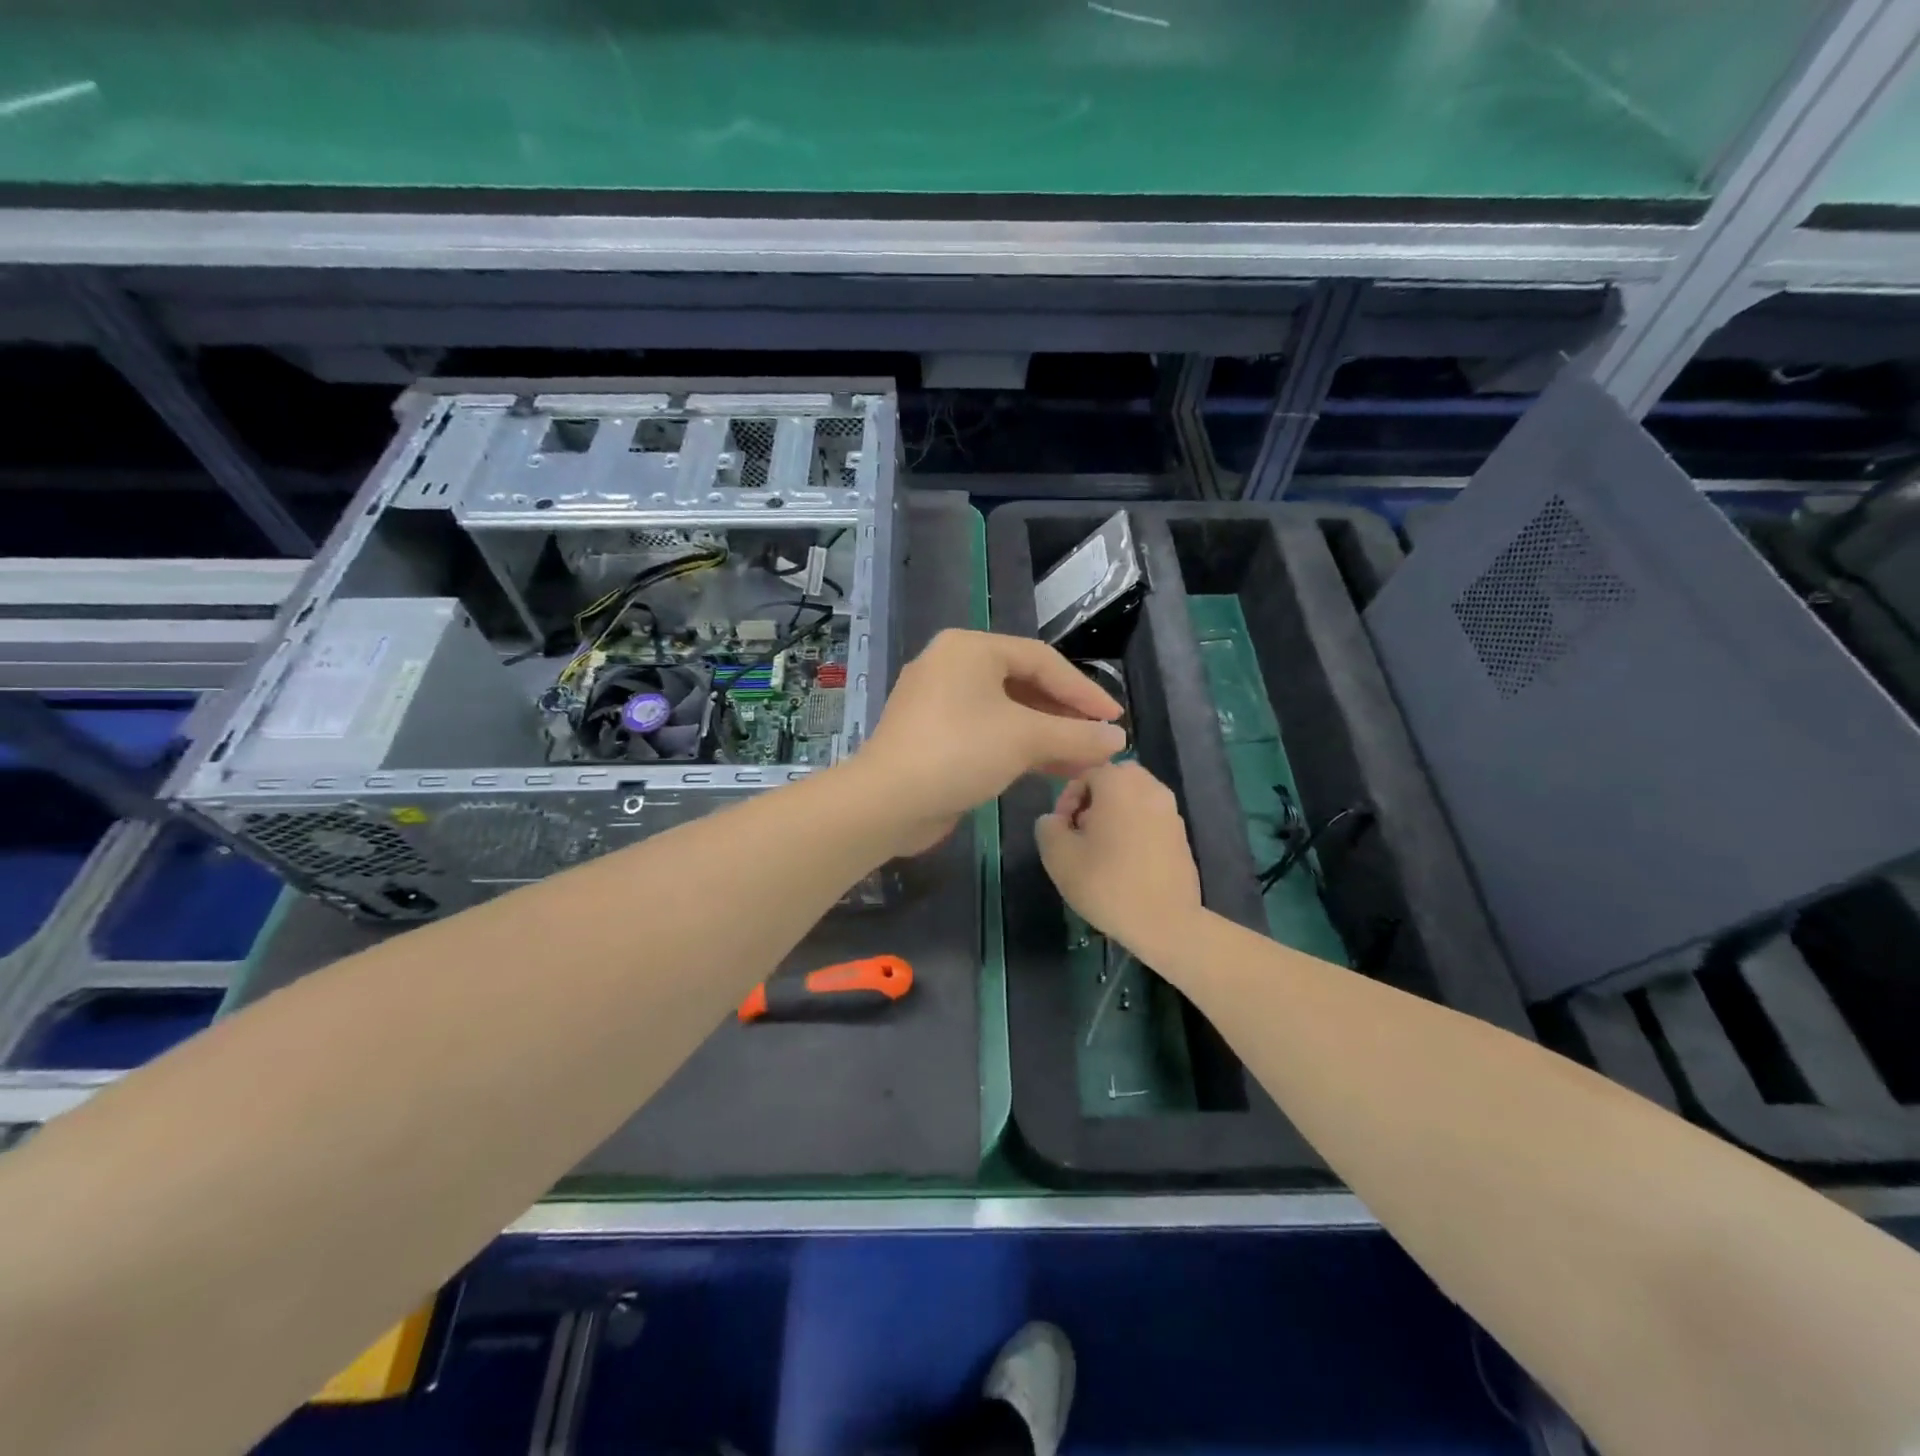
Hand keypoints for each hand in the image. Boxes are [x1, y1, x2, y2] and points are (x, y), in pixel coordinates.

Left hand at [855, 630, 1125, 853]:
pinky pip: (986, 733)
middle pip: (1023, 684)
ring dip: (1046, 736)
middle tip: (1099, 740)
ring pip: (1006, 713)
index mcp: (970, 648)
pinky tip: (1051, 770)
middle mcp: (952, 666)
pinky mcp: (933, 737)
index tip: (1114, 719)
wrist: (886, 803)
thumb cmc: (958, 752)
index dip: (1083, 690)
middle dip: (1064, 716)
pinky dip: (1018, 748)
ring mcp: (939, 703)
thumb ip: (1076, 735)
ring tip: (1085, 760)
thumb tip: (1118, 740)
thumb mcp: (1025, 739)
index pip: (1042, 660)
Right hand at [1036, 762, 1203, 958]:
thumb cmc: (1106, 884)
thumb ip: (1048, 826)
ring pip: (1134, 797)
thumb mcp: (1058, 856)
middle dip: (1093, 800)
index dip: (1067, 799)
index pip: (1085, 773)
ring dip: (1115, 813)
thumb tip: (1055, 820)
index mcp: (1119, 783)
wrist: (1165, 922)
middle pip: (1113, 779)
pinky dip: (1135, 827)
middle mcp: (1149, 787)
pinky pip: (1150, 817)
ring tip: (1102, 848)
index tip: (1063, 830)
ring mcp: (1170, 810)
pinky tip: (1125, 860)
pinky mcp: (1182, 833)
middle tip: (1081, 833)